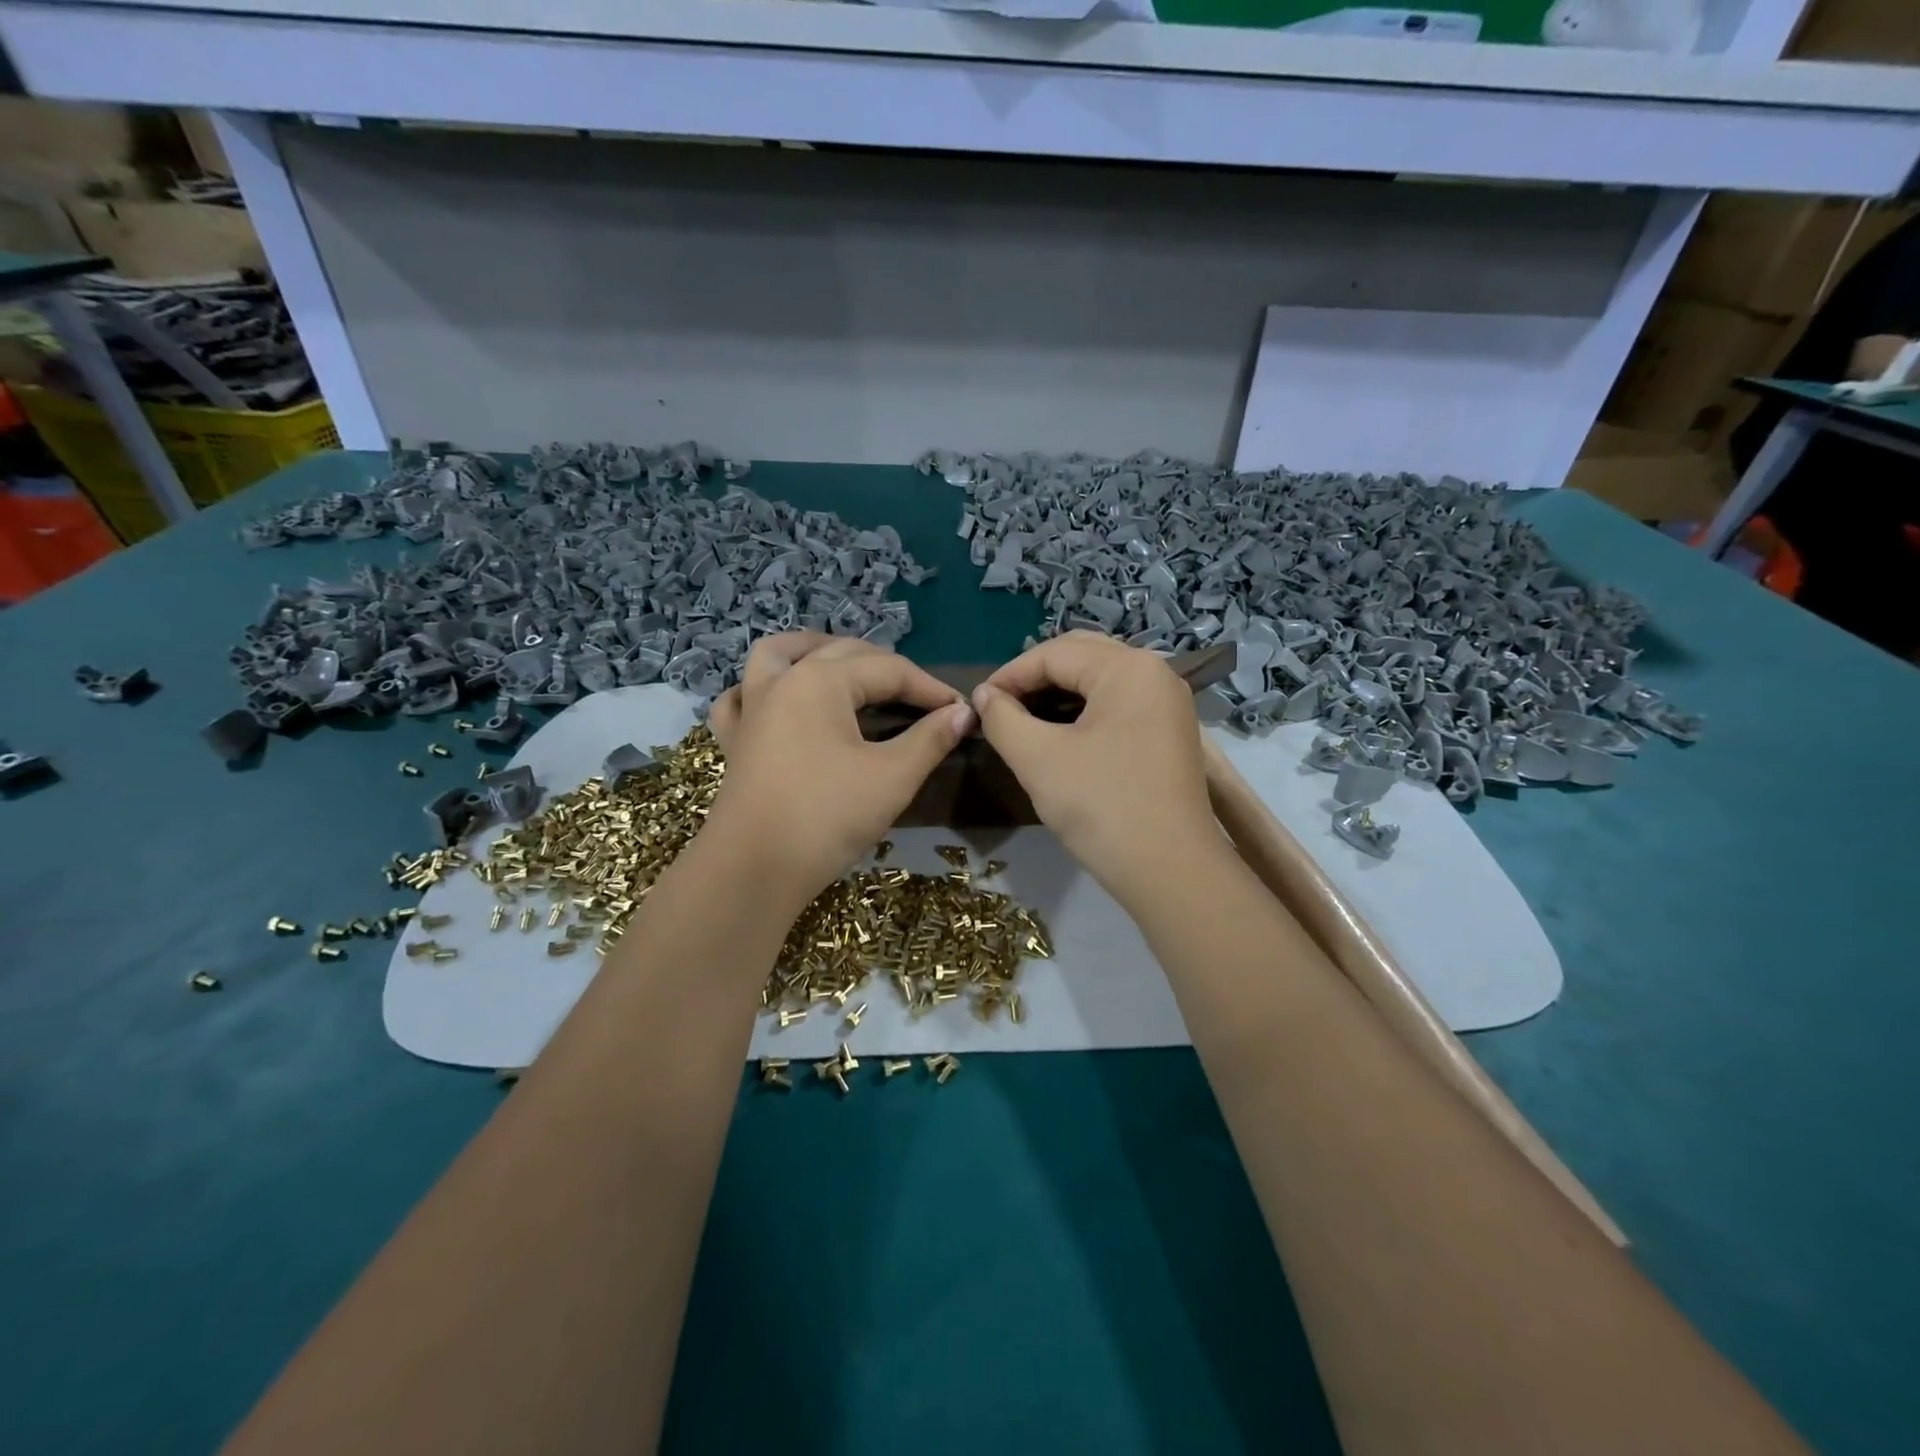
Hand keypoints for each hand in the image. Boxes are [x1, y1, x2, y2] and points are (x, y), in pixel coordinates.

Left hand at [704, 634, 975, 903]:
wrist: (754, 870)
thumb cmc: (827, 817)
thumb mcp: (892, 777)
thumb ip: (931, 739)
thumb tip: (963, 713)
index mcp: (820, 680)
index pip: (889, 670)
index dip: (930, 688)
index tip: (961, 710)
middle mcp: (781, 680)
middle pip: (842, 654)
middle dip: (887, 669)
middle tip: (921, 699)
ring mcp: (751, 708)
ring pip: (778, 655)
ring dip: (814, 651)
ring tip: (844, 665)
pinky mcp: (735, 740)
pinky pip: (742, 696)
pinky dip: (760, 688)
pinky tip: (778, 699)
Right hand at [972, 632, 1219, 902]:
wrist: (1170, 870)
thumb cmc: (1102, 806)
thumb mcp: (1038, 759)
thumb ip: (1002, 718)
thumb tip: (984, 695)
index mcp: (1128, 668)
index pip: (1054, 653)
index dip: (1009, 675)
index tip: (978, 704)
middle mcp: (1155, 672)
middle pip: (1081, 656)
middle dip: (1035, 677)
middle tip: (1000, 707)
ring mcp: (1168, 702)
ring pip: (1100, 680)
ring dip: (1059, 694)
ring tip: (1024, 721)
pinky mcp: (1170, 731)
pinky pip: (1118, 703)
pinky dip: (1085, 711)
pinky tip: (1060, 735)